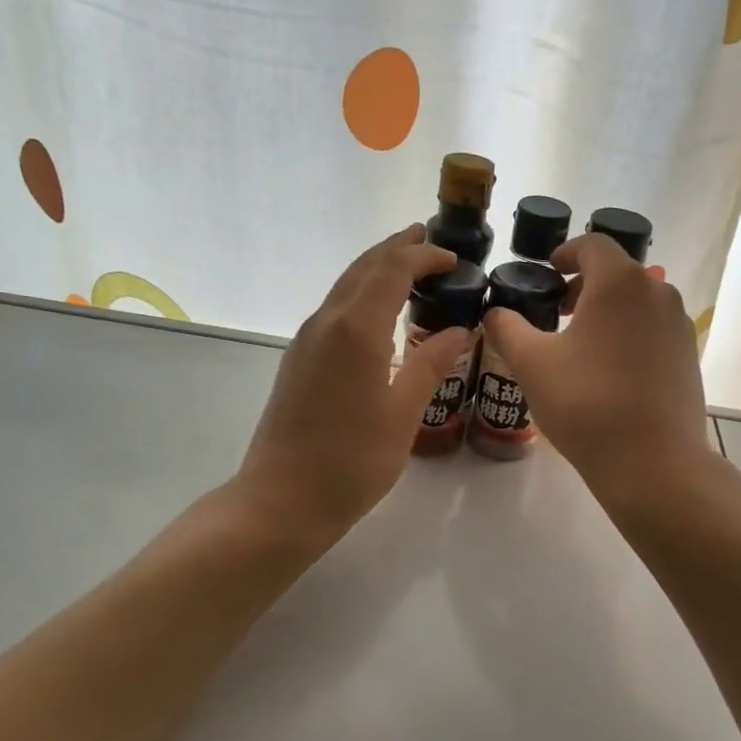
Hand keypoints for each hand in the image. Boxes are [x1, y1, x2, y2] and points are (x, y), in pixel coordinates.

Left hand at [232, 224, 472, 553]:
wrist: (281, 499)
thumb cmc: (351, 461)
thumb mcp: (403, 414)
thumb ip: (431, 364)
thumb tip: (459, 330)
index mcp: (357, 329)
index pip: (393, 269)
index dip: (424, 255)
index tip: (454, 258)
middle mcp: (327, 322)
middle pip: (364, 267)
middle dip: (398, 249)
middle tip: (431, 241)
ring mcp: (307, 340)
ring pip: (346, 286)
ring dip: (378, 270)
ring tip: (410, 268)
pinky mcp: (299, 359)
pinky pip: (335, 309)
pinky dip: (363, 295)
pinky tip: (380, 314)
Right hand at [481, 232, 713, 498]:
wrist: (653, 461)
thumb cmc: (587, 403)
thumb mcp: (532, 364)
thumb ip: (506, 329)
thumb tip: (493, 313)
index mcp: (620, 282)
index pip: (592, 245)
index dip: (565, 252)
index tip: (547, 271)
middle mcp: (657, 292)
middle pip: (617, 272)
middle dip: (584, 284)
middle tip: (557, 310)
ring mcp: (678, 324)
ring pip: (638, 301)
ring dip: (608, 309)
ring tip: (581, 342)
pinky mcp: (689, 355)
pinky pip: (654, 328)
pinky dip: (630, 332)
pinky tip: (610, 370)